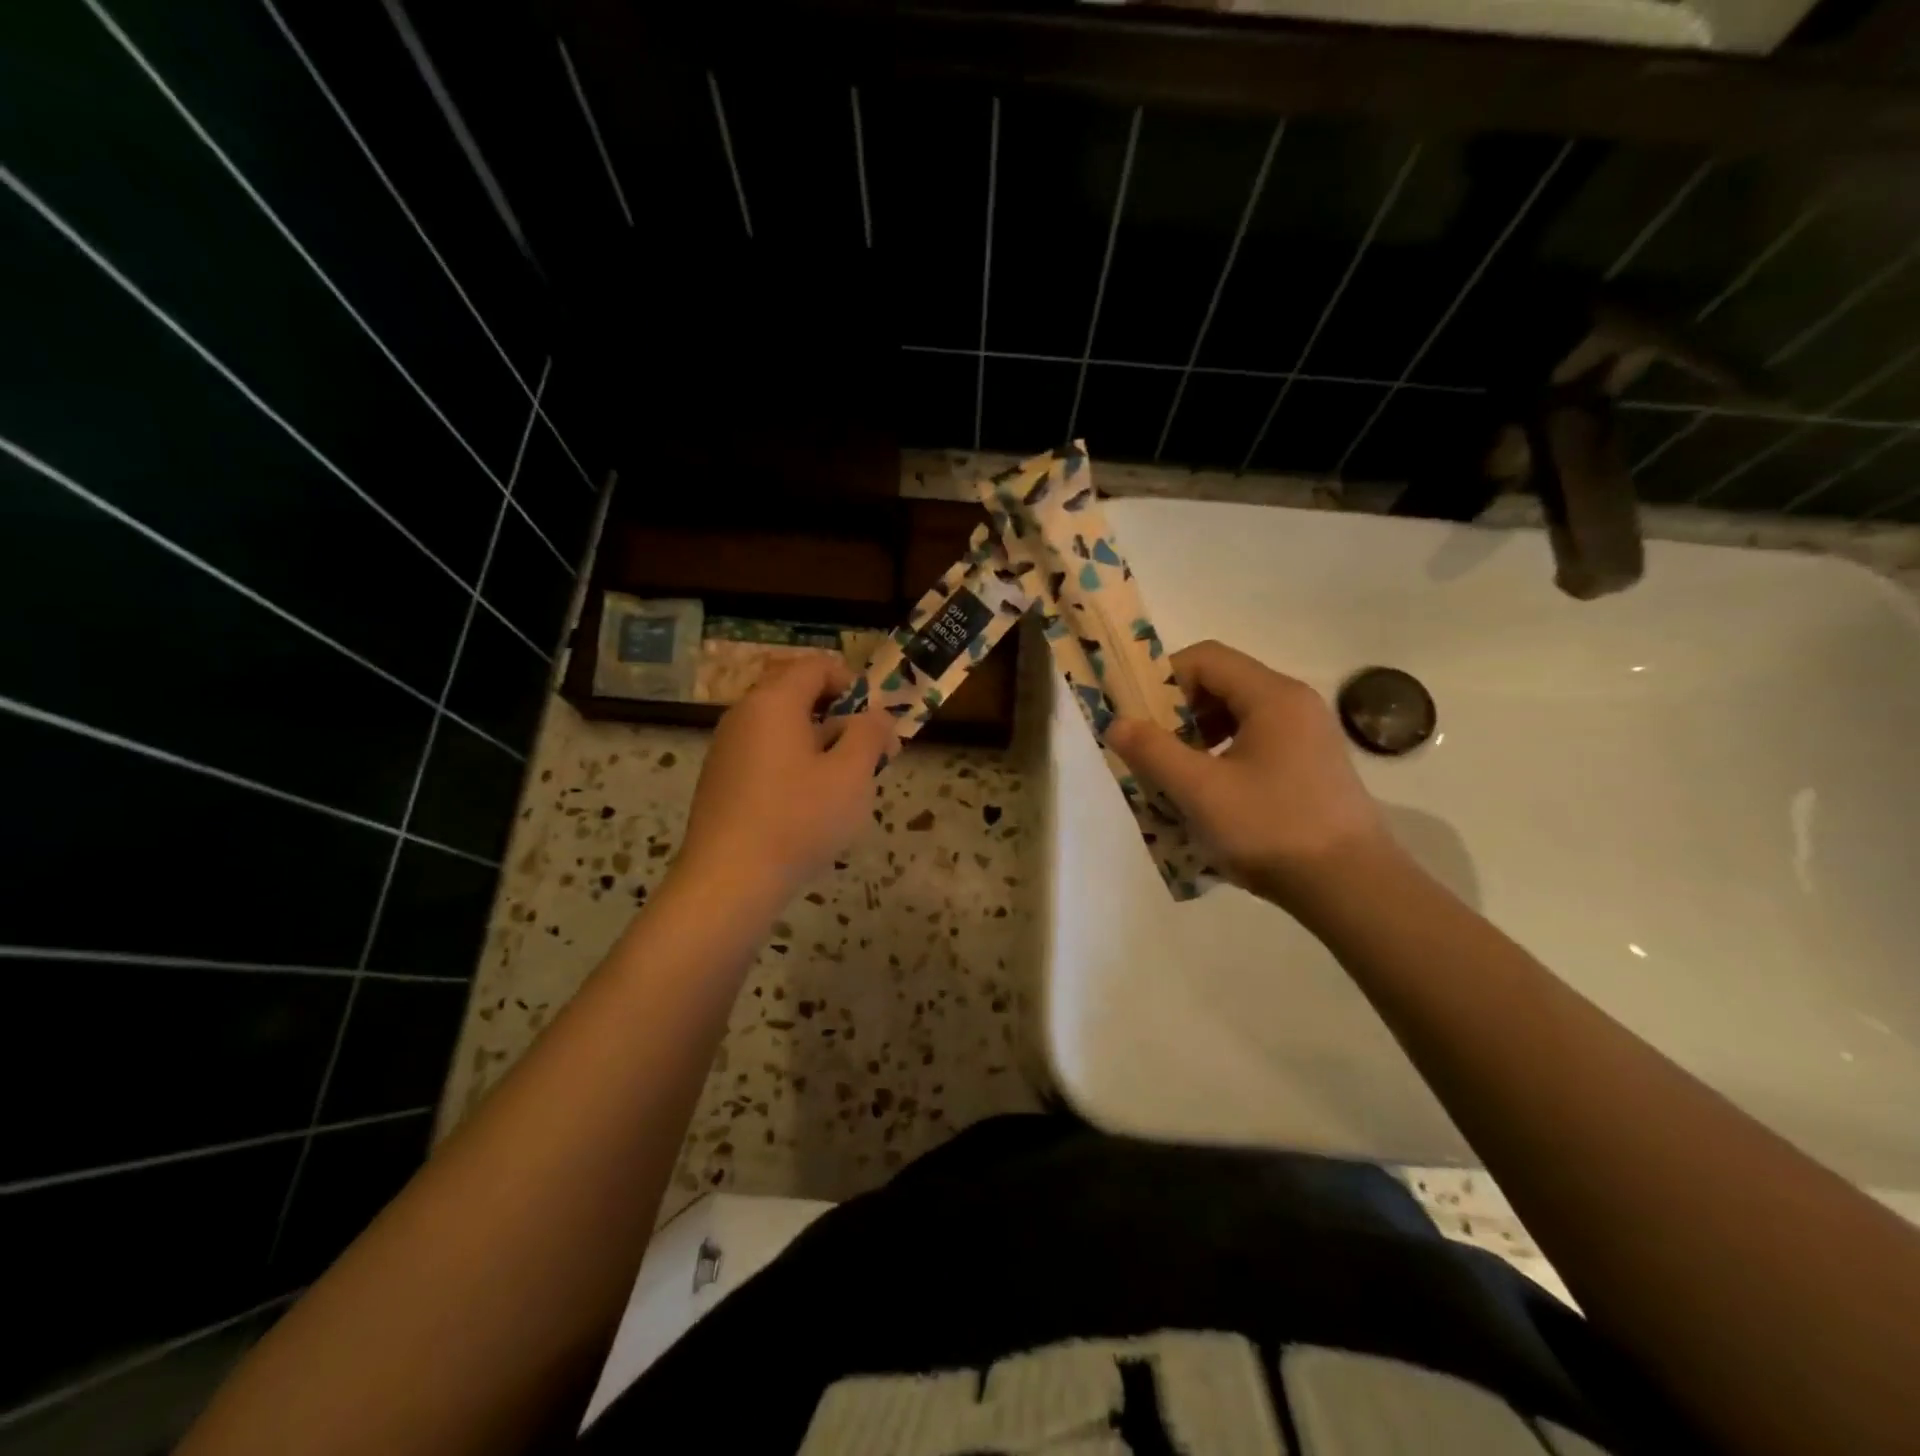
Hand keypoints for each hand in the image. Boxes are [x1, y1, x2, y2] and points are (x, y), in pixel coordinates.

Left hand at [675, 657, 896, 907]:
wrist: (727, 882)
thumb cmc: (798, 820)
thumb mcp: (852, 775)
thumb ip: (871, 735)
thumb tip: (876, 717)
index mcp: (774, 702)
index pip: (816, 665)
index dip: (853, 683)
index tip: (875, 721)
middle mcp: (744, 715)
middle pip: (797, 695)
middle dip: (839, 718)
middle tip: (866, 755)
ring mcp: (726, 749)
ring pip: (782, 729)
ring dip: (819, 745)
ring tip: (843, 787)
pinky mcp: (720, 782)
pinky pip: (765, 756)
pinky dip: (793, 766)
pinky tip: (808, 808)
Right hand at [1106, 640, 1393, 906]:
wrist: (1352, 887)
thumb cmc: (1271, 828)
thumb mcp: (1200, 791)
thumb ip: (1152, 752)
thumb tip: (1115, 724)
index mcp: (1272, 696)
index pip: (1206, 658)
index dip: (1163, 680)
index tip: (1139, 718)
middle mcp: (1295, 704)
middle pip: (1223, 683)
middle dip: (1178, 712)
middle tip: (1153, 750)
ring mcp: (1309, 735)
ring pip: (1239, 715)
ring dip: (1199, 736)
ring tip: (1177, 774)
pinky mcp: (1312, 765)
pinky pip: (1257, 741)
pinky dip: (1224, 754)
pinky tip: (1211, 794)